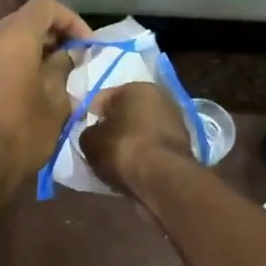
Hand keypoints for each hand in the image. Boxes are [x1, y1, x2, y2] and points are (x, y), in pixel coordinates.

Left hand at [0, 0, 93, 191]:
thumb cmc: (22, 134)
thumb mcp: (55, 102)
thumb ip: (61, 70)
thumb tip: (65, 56)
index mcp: (13, 39)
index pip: (44, 6)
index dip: (70, 19)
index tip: (86, 45)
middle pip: (22, 20)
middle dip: (51, 34)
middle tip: (72, 58)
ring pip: (6, 40)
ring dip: (30, 50)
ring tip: (51, 75)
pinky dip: (12, 63)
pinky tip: (27, 89)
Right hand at [79, 82, 194, 195]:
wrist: (162, 178)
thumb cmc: (122, 149)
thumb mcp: (90, 140)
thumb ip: (89, 132)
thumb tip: (94, 133)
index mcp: (136, 87)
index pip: (103, 97)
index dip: (89, 114)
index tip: (82, 131)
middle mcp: (160, 96)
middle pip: (127, 110)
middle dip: (114, 124)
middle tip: (99, 143)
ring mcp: (176, 119)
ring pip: (142, 127)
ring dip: (131, 138)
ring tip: (116, 157)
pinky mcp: (184, 143)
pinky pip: (154, 144)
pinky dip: (145, 151)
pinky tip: (134, 164)